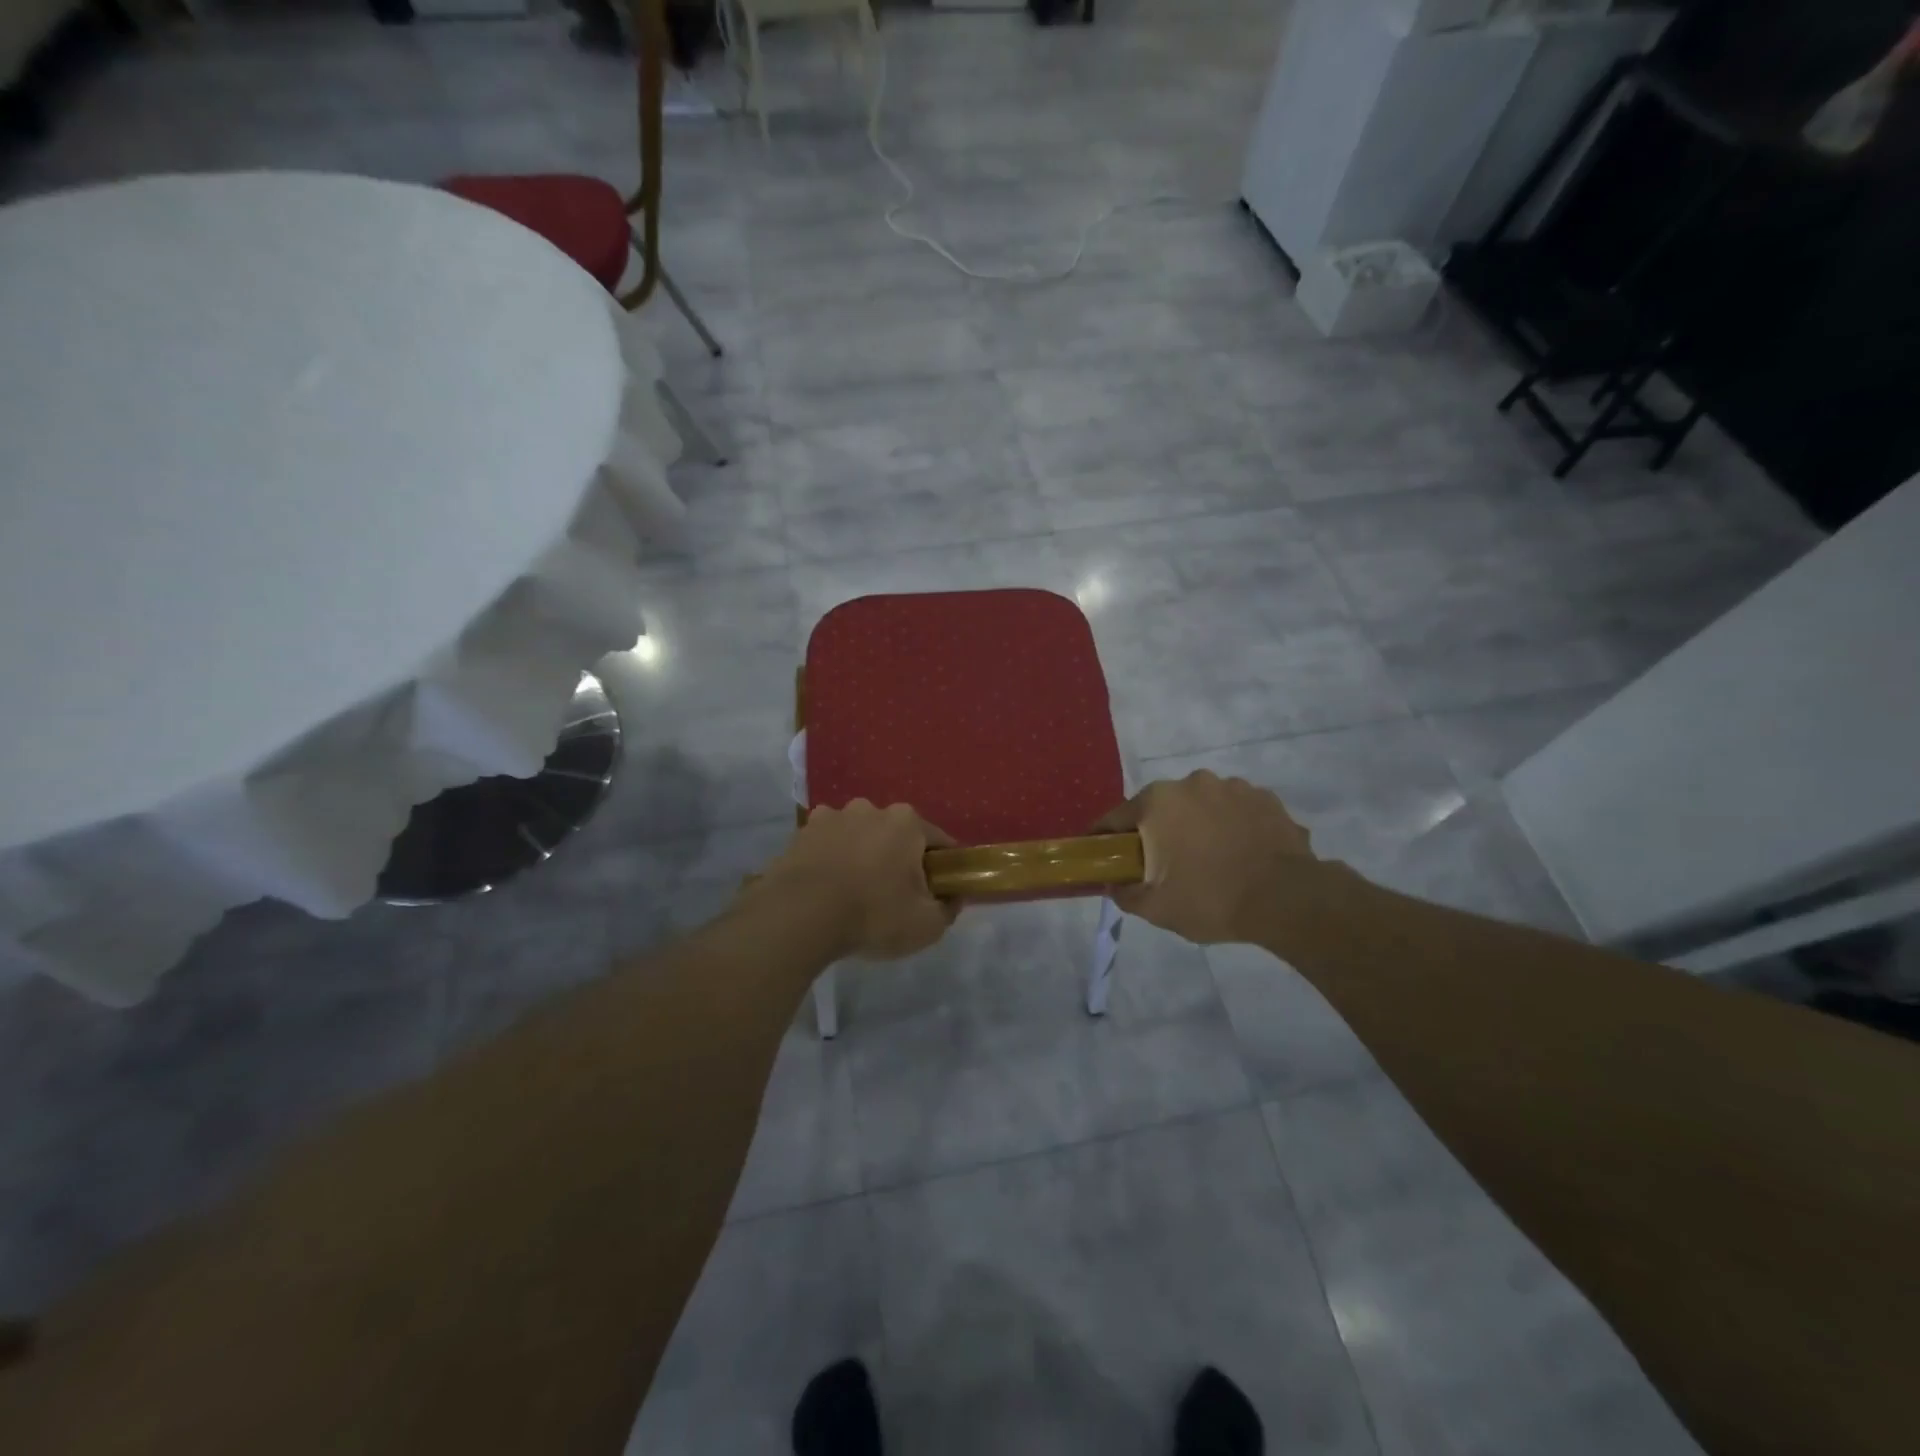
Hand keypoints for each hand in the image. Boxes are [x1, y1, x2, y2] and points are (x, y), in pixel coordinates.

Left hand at [762, 800, 958, 960]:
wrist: (800, 916)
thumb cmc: (873, 914)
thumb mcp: (927, 925)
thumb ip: (948, 909)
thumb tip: (952, 898)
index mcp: (907, 822)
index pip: (938, 841)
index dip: (943, 867)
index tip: (939, 891)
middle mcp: (870, 809)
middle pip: (895, 835)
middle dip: (899, 859)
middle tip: (895, 896)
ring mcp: (832, 817)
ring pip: (858, 836)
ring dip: (862, 855)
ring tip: (855, 892)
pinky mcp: (801, 833)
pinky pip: (827, 845)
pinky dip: (831, 860)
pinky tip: (827, 887)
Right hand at [1095, 772, 1317, 944]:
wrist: (1288, 900)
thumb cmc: (1211, 899)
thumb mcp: (1156, 908)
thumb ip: (1126, 893)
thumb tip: (1114, 884)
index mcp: (1158, 802)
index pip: (1117, 817)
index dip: (1107, 838)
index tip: (1105, 856)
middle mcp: (1192, 783)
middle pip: (1162, 808)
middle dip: (1158, 832)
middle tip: (1165, 865)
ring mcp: (1233, 787)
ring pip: (1201, 806)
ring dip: (1198, 826)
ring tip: (1210, 861)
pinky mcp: (1266, 799)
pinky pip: (1236, 811)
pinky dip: (1232, 828)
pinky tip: (1241, 855)